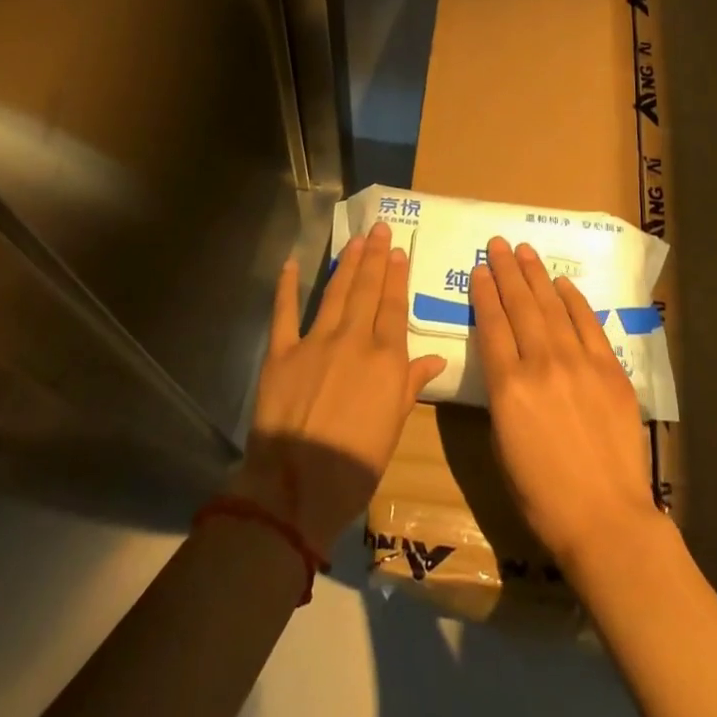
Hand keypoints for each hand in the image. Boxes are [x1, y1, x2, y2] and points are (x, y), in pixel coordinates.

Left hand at [234, 222, 445, 555]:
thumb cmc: (355, 465)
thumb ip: (410, 385)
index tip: (399, 251)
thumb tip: (434, 358)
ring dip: (346, 264)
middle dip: (375, 257)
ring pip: (335, 293)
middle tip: (379, 229)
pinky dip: (287, 287)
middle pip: (367, 290)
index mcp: (385, 359)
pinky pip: (284, 313)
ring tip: (355, 240)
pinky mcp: (281, 353)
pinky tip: (291, 264)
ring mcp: (315, 342)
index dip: (397, 276)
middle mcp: (353, 340)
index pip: (394, 307)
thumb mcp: (393, 427)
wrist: (296, 488)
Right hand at [470, 237, 659, 575]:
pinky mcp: (610, 370)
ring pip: (552, 307)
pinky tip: (562, 284)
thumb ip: (501, 395)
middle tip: (498, 244)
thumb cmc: (542, 495)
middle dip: (506, 271)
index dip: (484, 293)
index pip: (492, 325)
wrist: (606, 519)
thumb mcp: (502, 445)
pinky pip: (588, 324)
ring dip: (536, 276)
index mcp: (509, 387)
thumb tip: (506, 363)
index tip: (479, 268)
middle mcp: (542, 364)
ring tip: (524, 251)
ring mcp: (580, 363)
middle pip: (520, 305)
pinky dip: (574, 301)